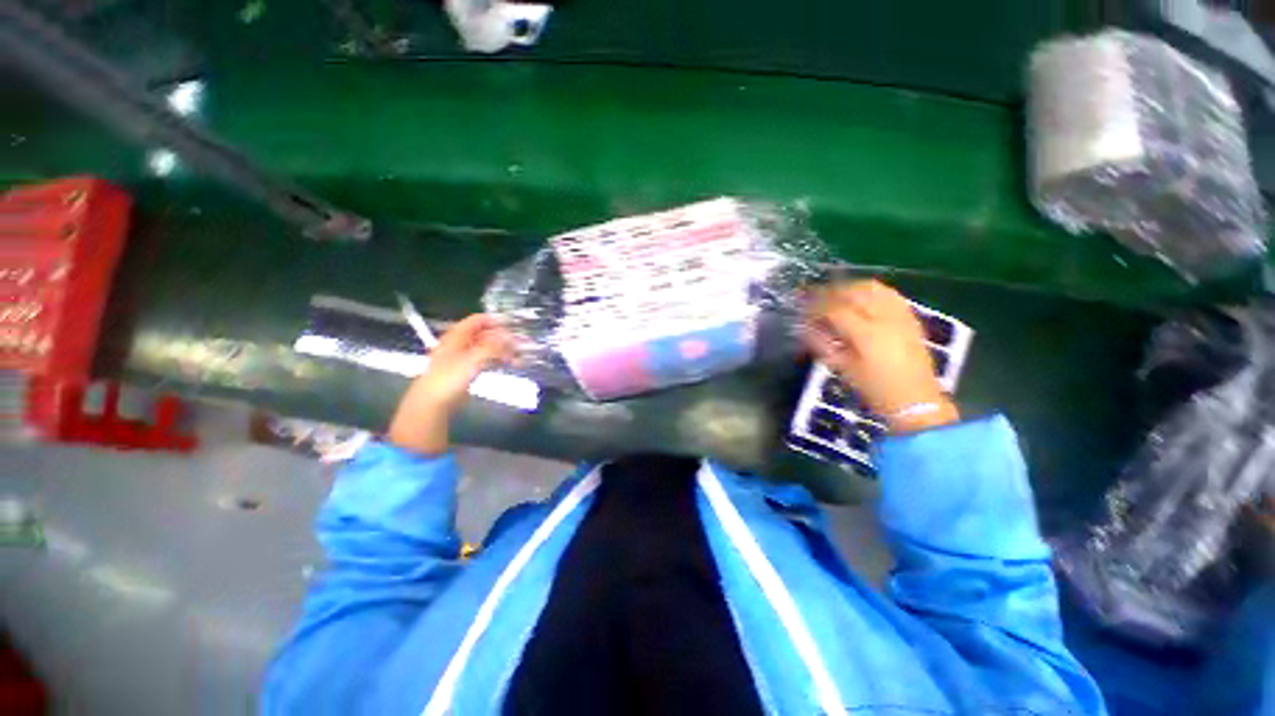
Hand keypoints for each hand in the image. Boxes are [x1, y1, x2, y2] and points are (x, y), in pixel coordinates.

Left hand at [388, 314, 513, 454]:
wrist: (433, 401)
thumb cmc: (450, 377)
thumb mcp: (474, 358)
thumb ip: (494, 346)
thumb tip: (510, 337)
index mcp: (458, 336)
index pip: (479, 320)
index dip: (496, 320)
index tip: (514, 325)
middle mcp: (461, 343)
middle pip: (485, 334)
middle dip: (503, 337)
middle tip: (520, 343)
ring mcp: (464, 357)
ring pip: (488, 348)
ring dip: (503, 350)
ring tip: (519, 356)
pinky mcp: (467, 370)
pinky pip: (486, 360)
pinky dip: (498, 360)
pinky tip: (510, 364)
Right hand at [806, 280, 958, 433]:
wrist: (915, 400)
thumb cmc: (874, 388)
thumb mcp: (842, 368)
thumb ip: (821, 344)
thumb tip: (804, 328)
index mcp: (866, 334)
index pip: (834, 309)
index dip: (815, 307)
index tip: (802, 310)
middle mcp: (884, 318)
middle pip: (853, 292)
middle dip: (830, 292)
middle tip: (814, 299)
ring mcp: (900, 315)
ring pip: (872, 287)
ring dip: (850, 288)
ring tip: (835, 296)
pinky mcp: (910, 317)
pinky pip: (889, 293)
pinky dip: (870, 291)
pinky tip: (860, 298)